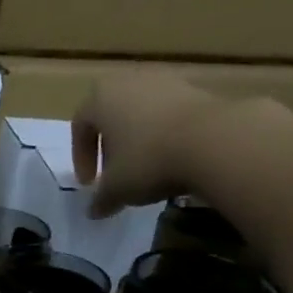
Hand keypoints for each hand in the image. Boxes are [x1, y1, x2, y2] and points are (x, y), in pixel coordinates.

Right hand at [71, 70, 232, 217]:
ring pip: (140, 113)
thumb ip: (100, 199)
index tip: (90, 184)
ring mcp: (165, 81)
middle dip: (109, 145)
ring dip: (138, 139)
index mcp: (100, 98)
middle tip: (114, 173)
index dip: (81, 158)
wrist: (212, 140)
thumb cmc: (147, 160)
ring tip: (144, 168)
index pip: (80, 126)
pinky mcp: (195, 89)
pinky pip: (168, 114)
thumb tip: (94, 211)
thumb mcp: (116, 189)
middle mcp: (129, 81)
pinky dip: (164, 134)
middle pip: (111, 114)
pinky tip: (171, 158)